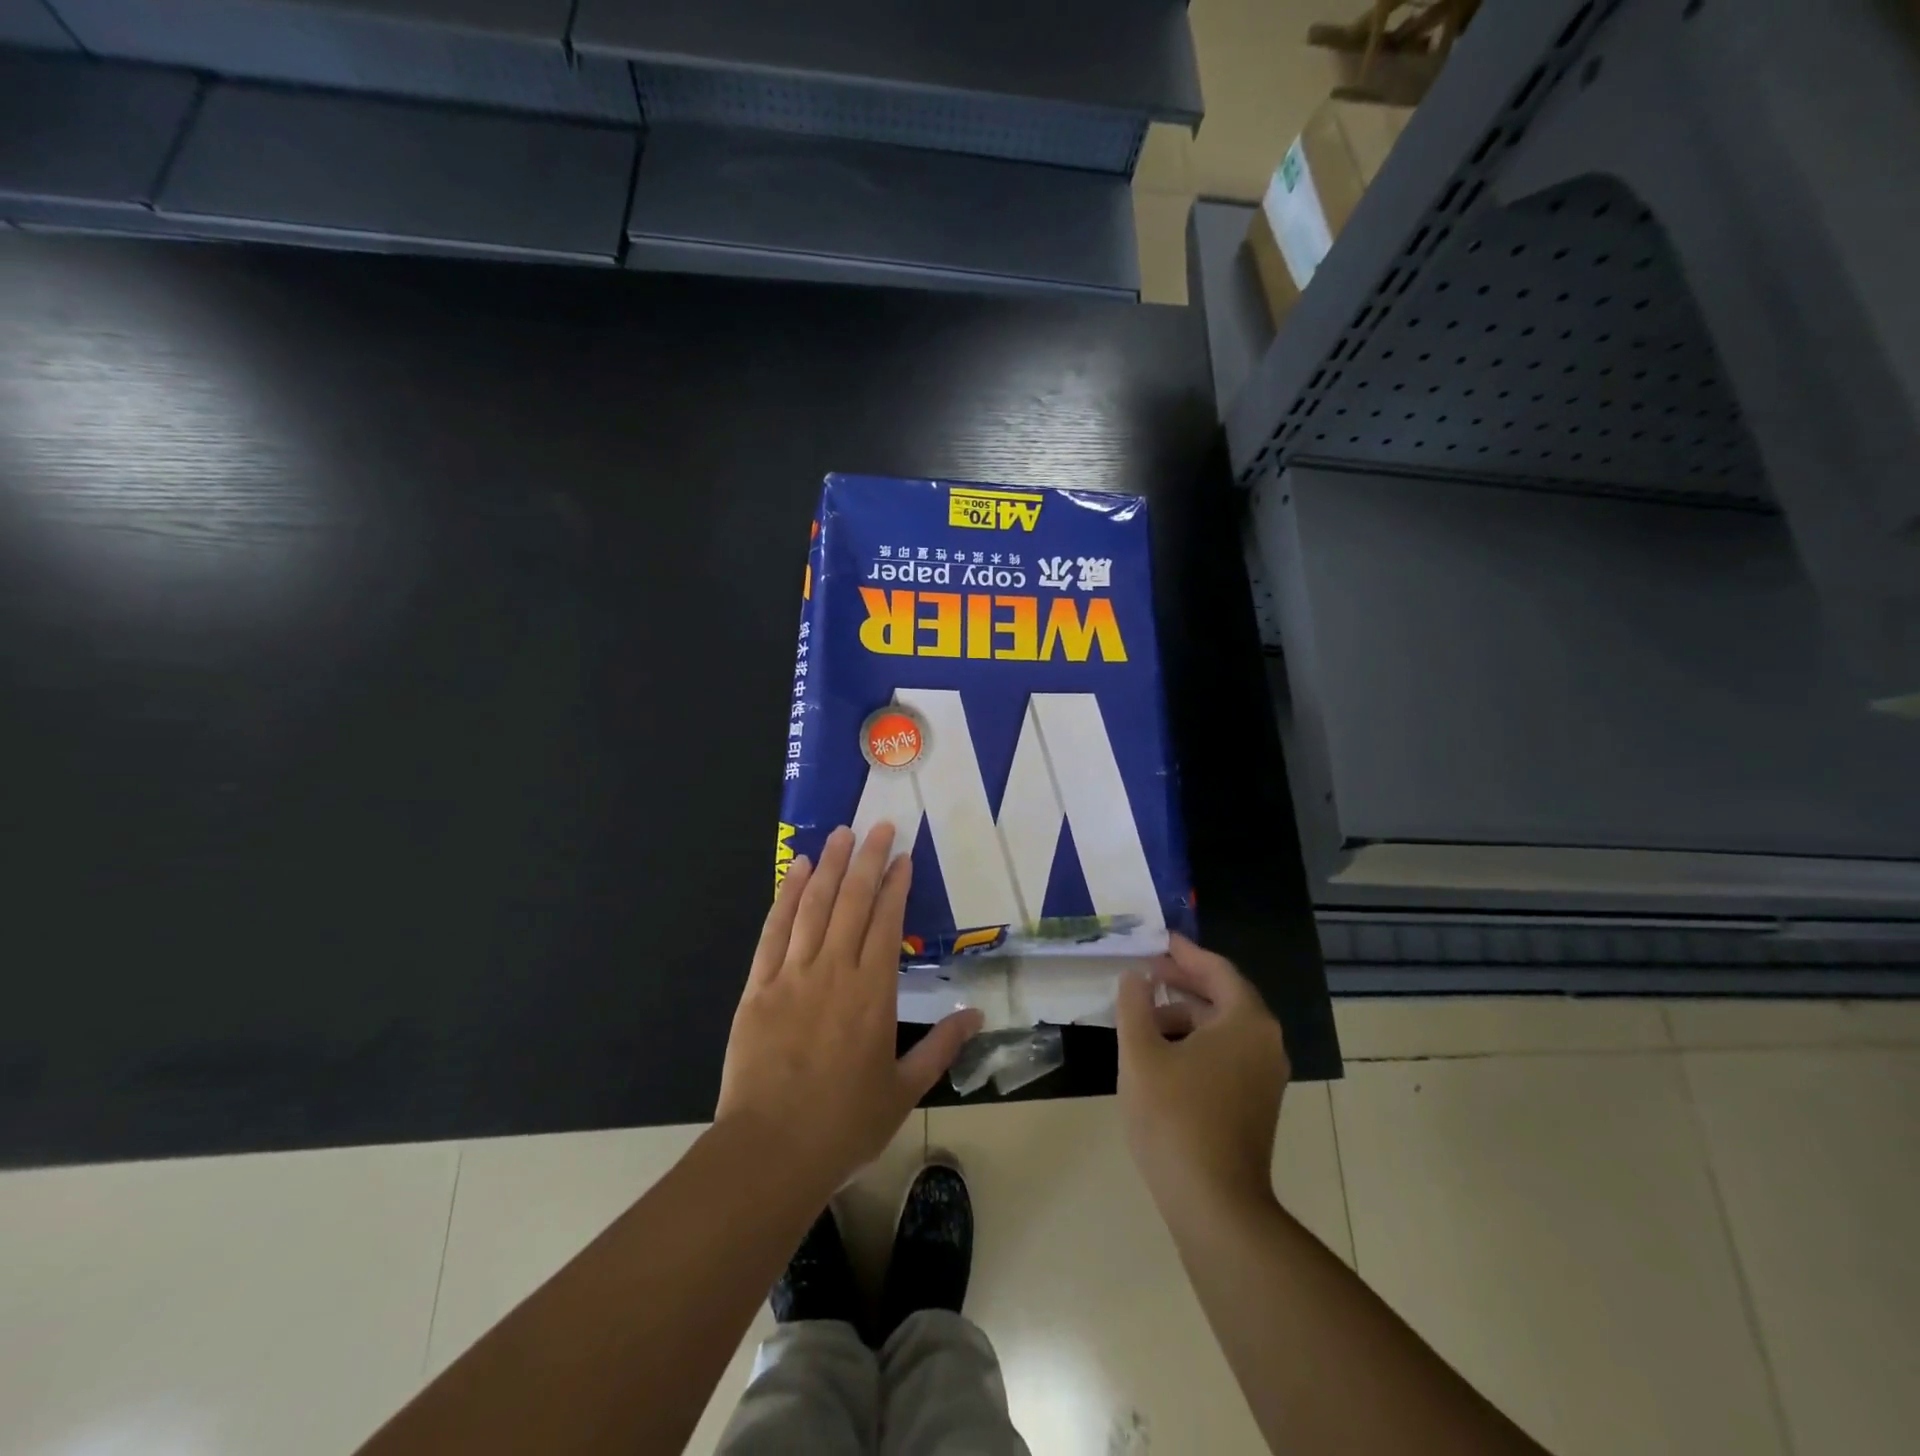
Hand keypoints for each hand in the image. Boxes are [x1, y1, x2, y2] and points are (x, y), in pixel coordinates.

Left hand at [716, 824, 982, 1197]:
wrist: (770, 1151)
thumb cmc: (844, 1124)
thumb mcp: (904, 1090)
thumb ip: (941, 1047)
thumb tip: (976, 1015)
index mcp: (873, 993)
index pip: (887, 923)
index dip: (895, 885)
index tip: (902, 856)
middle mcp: (834, 972)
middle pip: (852, 902)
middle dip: (866, 860)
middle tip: (877, 826)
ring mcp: (792, 975)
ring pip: (813, 907)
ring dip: (828, 866)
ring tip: (839, 834)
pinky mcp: (758, 987)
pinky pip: (774, 931)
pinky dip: (786, 897)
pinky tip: (795, 871)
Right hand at [1116, 933, 1290, 1211]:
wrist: (1214, 1204)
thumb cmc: (1175, 1117)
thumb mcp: (1140, 1052)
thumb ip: (1134, 1005)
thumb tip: (1136, 977)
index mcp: (1246, 1021)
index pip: (1217, 969)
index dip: (1184, 953)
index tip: (1157, 939)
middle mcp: (1265, 1042)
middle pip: (1223, 996)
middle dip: (1182, 981)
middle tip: (1145, 972)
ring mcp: (1265, 1076)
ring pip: (1223, 1027)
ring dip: (1185, 1014)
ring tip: (1144, 1017)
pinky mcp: (1256, 1103)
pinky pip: (1227, 1053)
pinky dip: (1196, 1041)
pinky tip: (1162, 1054)